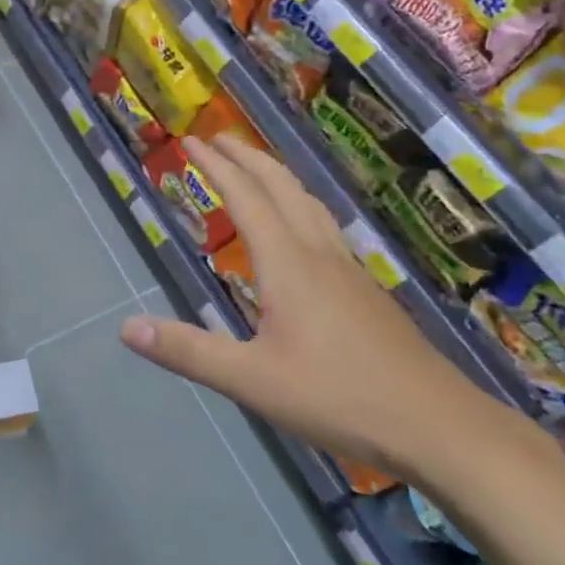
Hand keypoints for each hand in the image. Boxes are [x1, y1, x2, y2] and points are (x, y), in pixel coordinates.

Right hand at [119, 136, 506, 475]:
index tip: (191, 141)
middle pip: (282, 187)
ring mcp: (349, 270)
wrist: (438, 425)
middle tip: (218, 139)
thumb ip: (188, 351)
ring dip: (278, 176)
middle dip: (247, 157)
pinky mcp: (367, 291)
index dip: (216, 166)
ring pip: (310, 204)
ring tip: (257, 169)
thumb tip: (126, 327)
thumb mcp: (251, 380)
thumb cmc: (339, 397)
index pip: (246, 198)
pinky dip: (301, 205)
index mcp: (288, 264)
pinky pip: (326, 226)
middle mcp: (319, 254)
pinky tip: (304, 230)